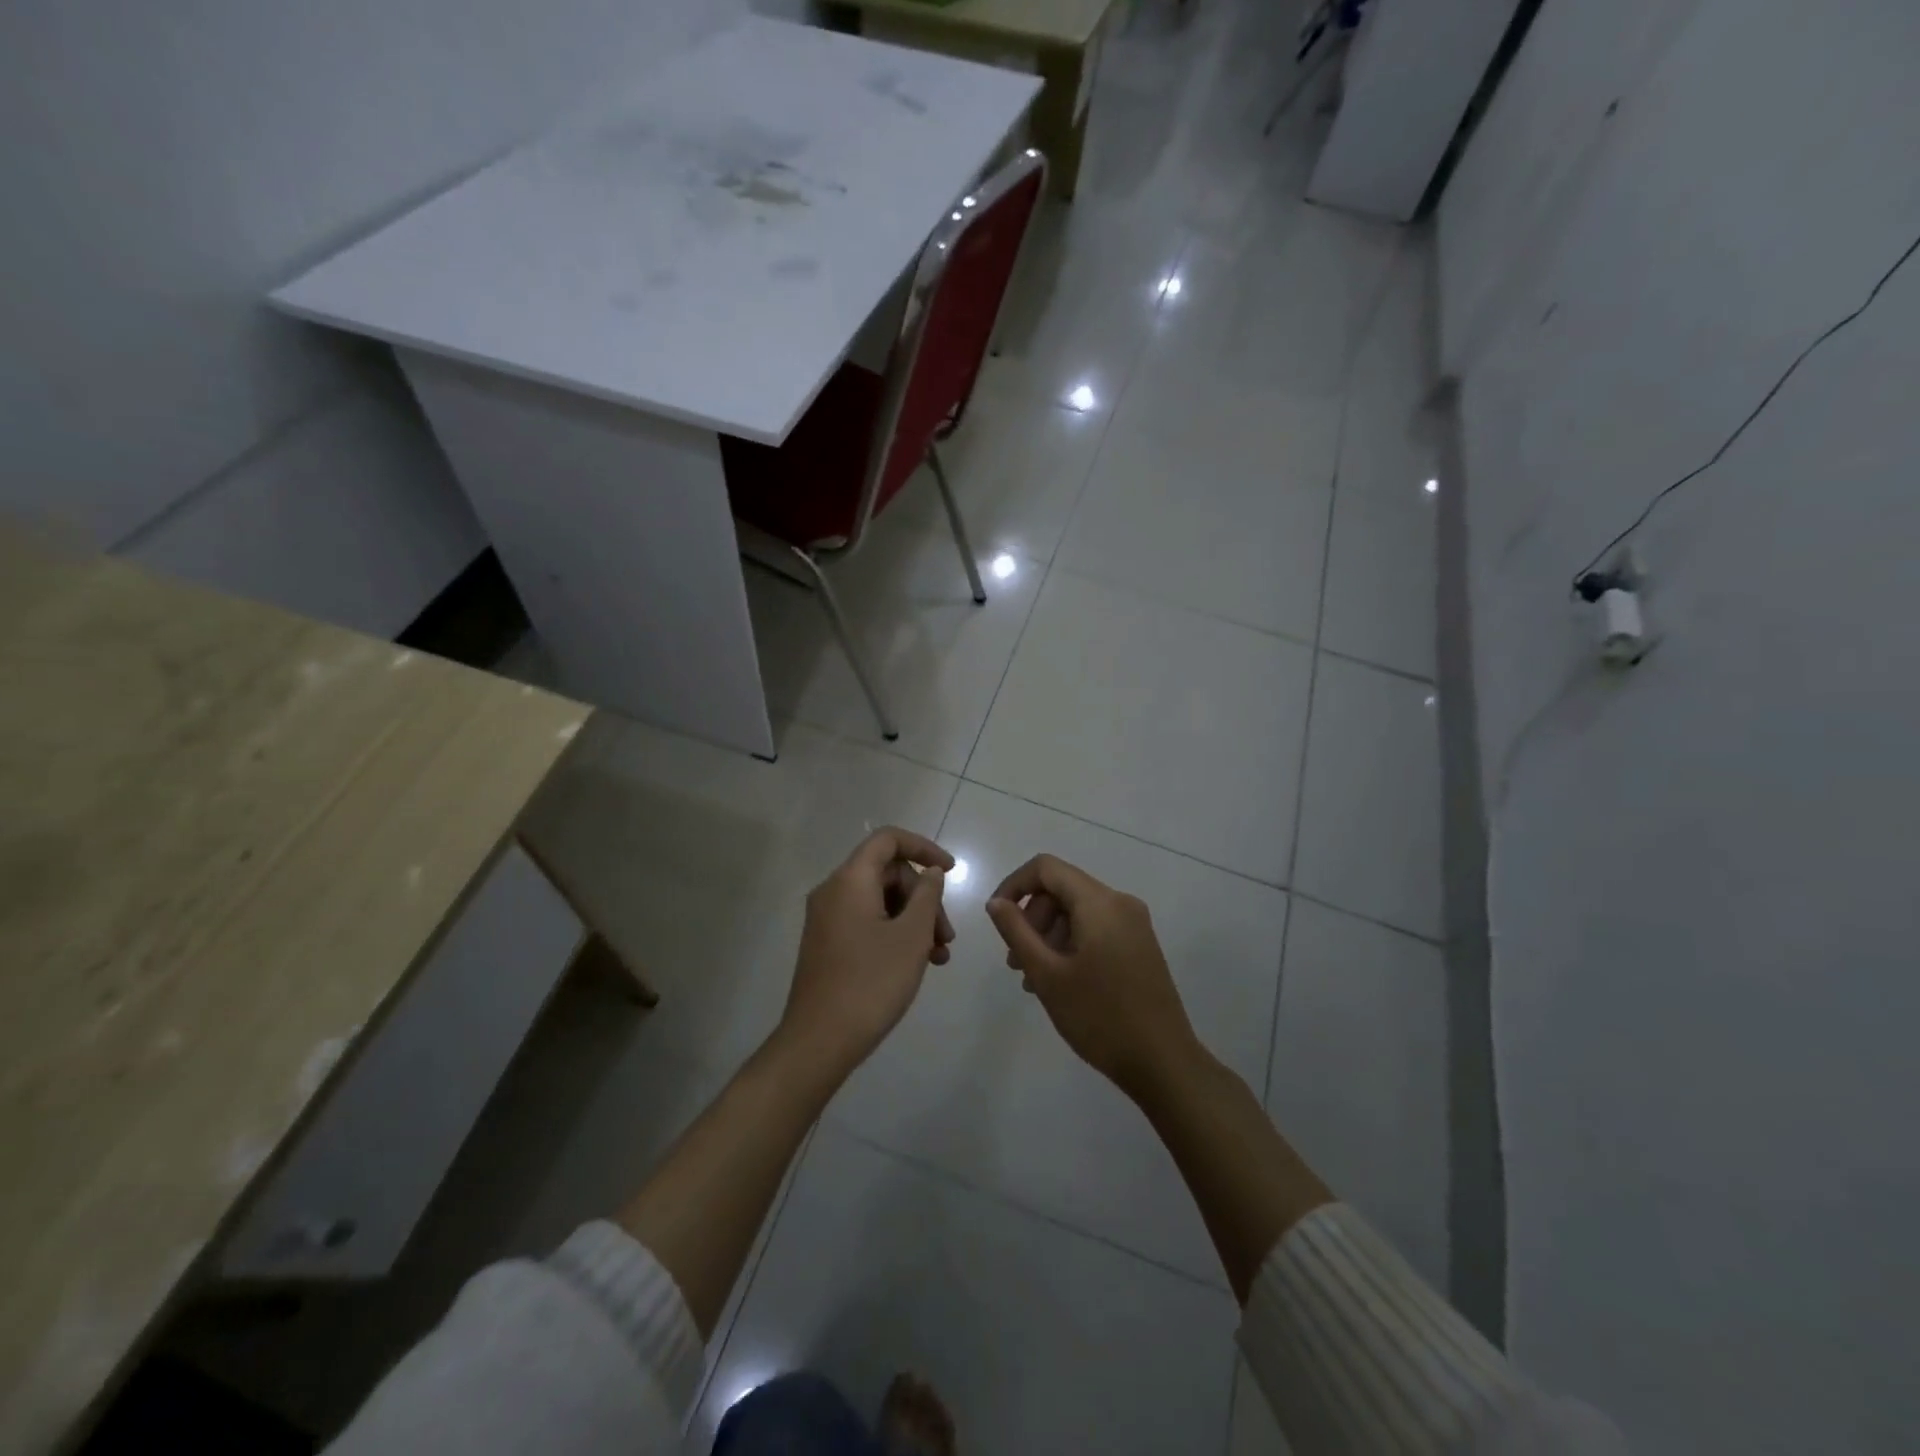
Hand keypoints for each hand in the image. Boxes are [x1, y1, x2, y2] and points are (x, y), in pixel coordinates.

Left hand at [777, 827, 954, 1079]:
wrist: (819, 1041)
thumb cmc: (871, 982)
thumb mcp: (911, 936)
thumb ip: (927, 895)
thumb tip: (930, 872)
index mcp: (850, 880)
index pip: (888, 840)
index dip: (923, 848)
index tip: (951, 872)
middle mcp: (833, 891)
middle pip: (888, 873)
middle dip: (924, 897)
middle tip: (947, 935)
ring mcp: (827, 919)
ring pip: (881, 901)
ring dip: (914, 920)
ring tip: (939, 956)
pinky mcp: (828, 943)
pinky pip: (867, 922)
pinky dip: (895, 933)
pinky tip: (919, 963)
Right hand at [984, 854, 1199, 1098]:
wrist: (1163, 1062)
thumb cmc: (1099, 1016)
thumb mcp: (1047, 974)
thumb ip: (1016, 931)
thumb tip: (996, 902)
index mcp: (1099, 902)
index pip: (1046, 868)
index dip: (1014, 885)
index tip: (997, 918)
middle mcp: (1120, 902)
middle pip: (1062, 889)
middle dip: (1032, 918)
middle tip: (1016, 962)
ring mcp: (1134, 924)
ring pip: (1078, 911)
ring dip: (1048, 935)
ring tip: (1033, 979)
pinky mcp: (1140, 945)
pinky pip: (1096, 928)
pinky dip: (1071, 944)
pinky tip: (1060, 981)